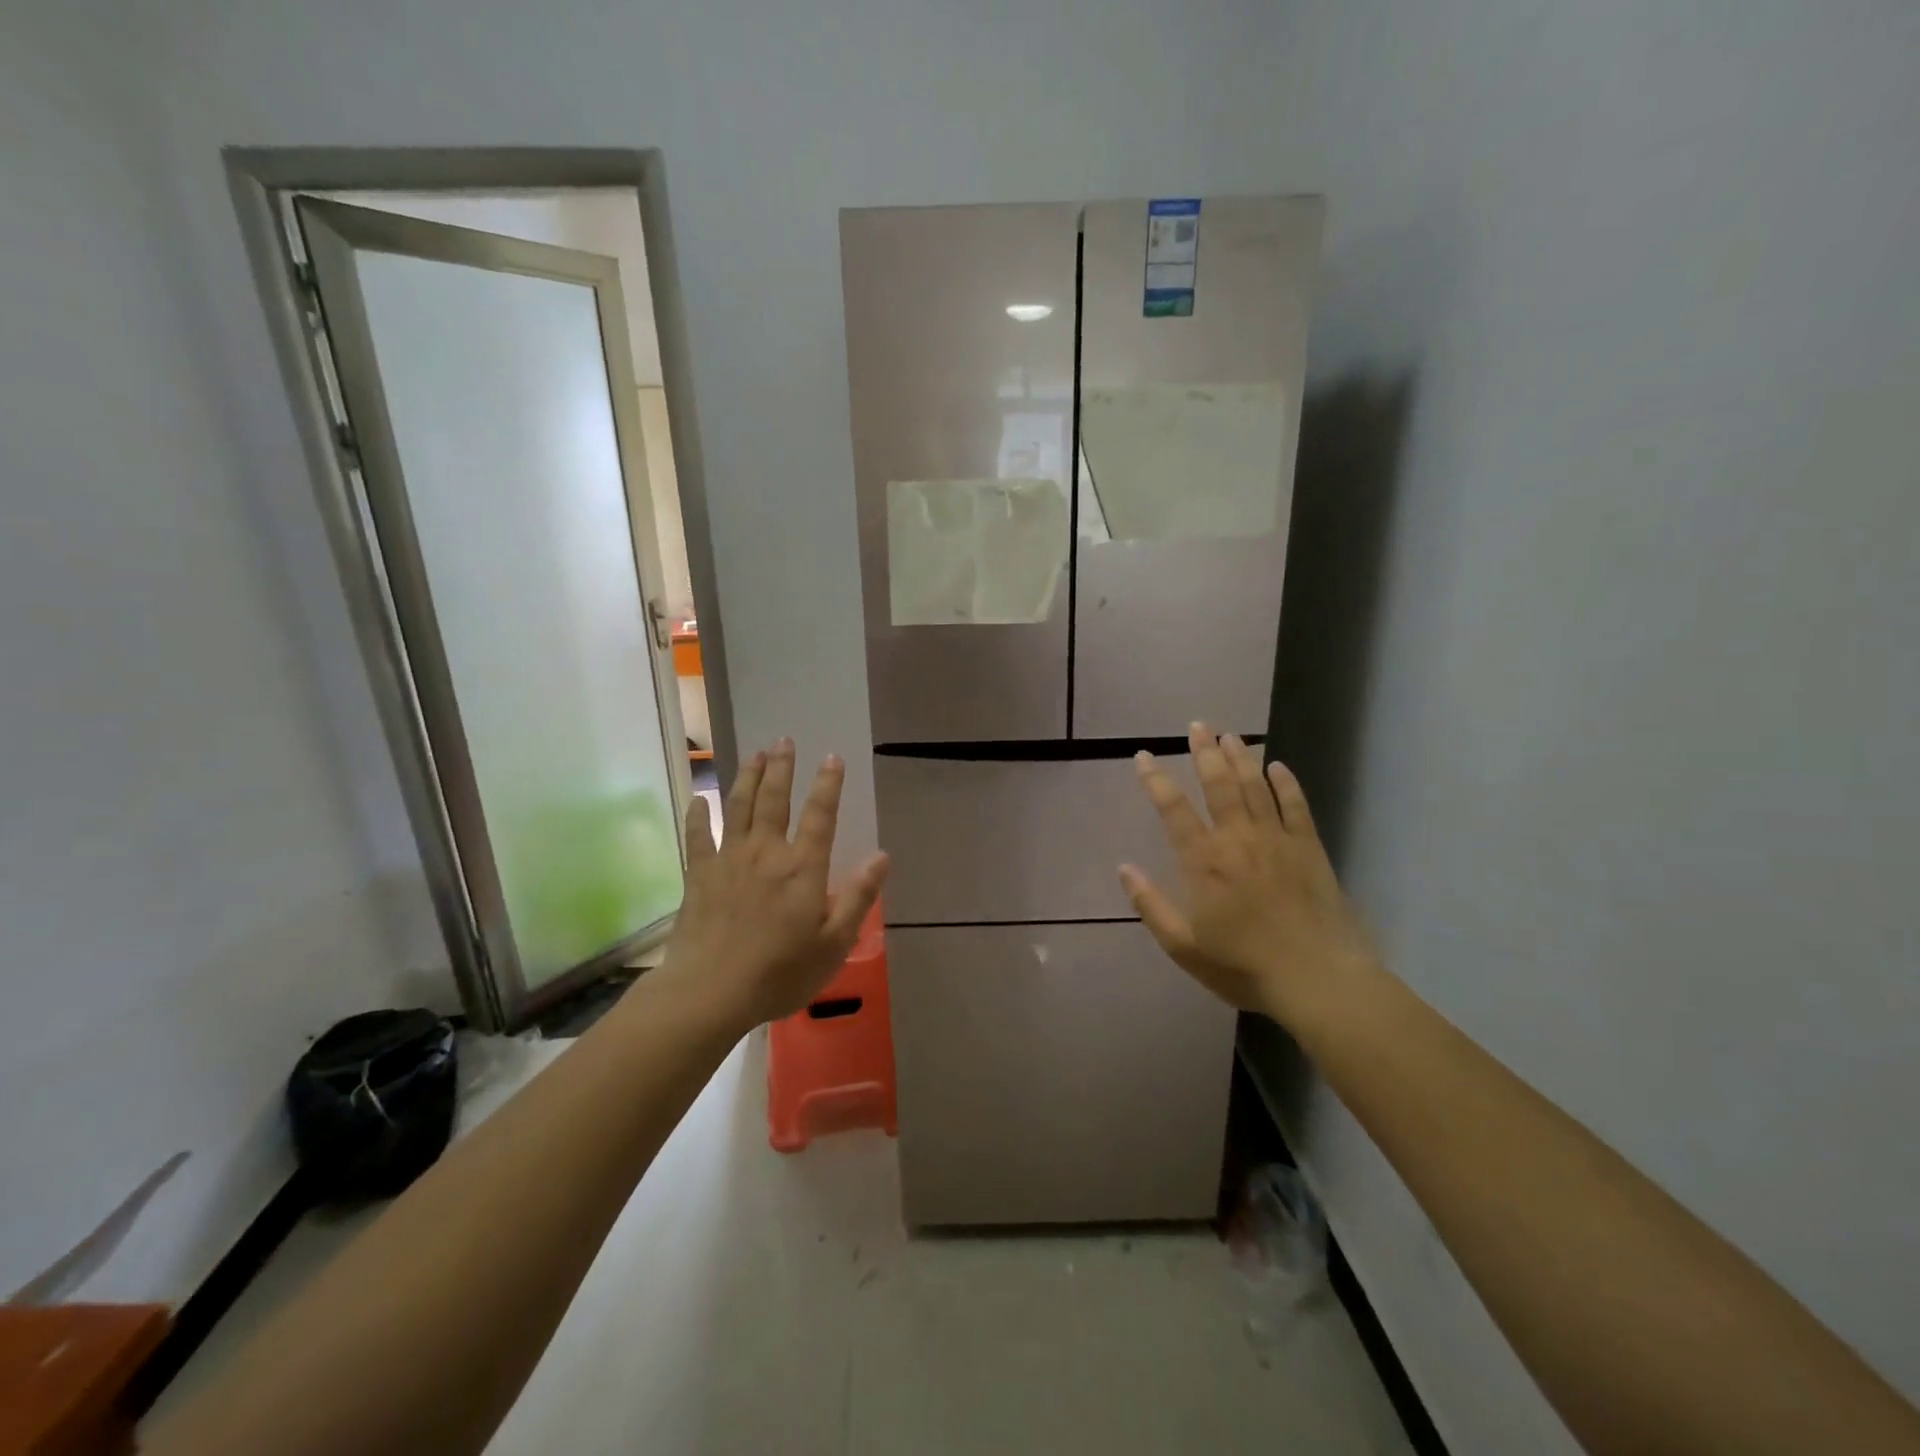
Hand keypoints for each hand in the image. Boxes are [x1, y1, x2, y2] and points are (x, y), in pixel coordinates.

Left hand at [659, 739, 889, 1030]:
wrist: (710, 992)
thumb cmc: (780, 973)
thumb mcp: (834, 943)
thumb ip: (858, 897)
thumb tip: (882, 856)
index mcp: (803, 868)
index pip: (820, 815)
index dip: (828, 784)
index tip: (832, 757)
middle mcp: (766, 852)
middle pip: (774, 800)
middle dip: (781, 768)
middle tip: (784, 740)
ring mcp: (729, 860)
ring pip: (739, 807)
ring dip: (748, 778)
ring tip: (755, 755)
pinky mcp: (699, 875)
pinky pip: (698, 836)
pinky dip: (698, 815)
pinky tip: (698, 799)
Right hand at [1119, 723, 1377, 1026]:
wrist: (1316, 980)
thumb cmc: (1243, 966)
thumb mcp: (1183, 946)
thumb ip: (1151, 905)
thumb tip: (1124, 868)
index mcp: (1204, 862)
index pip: (1173, 810)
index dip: (1156, 780)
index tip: (1143, 756)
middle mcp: (1238, 840)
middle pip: (1219, 785)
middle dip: (1204, 752)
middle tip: (1197, 726)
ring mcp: (1277, 840)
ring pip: (1255, 787)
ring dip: (1240, 758)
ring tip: (1229, 735)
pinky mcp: (1309, 849)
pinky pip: (1296, 806)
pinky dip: (1286, 784)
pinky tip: (1278, 766)